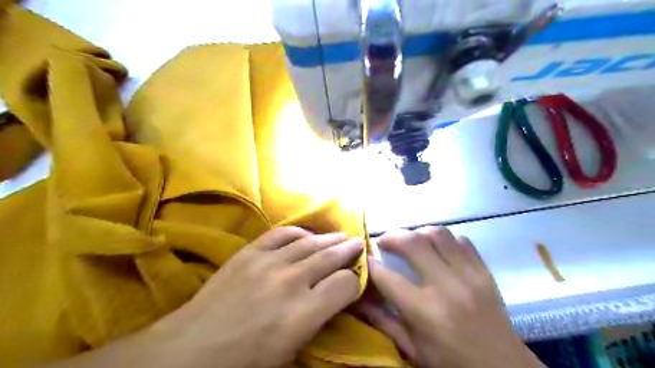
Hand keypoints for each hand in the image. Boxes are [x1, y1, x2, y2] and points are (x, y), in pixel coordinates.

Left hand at [47, 226, 363, 367]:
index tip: (355, 281)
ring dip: (328, 239)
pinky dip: (298, 232)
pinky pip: (281, 234)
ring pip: (309, 243)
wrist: (190, 351)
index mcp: (303, 314)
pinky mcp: (250, 253)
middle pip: (330, 258)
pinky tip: (306, 233)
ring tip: (340, 236)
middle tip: (359, 243)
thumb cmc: (243, 364)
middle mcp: (291, 282)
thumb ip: (316, 324)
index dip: (354, 282)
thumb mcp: (289, 355)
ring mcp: (268, 263)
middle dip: (348, 251)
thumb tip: (331, 302)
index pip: (344, 285)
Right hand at [356, 227, 544, 367]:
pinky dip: (444, 239)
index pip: (387, 277)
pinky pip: (462, 240)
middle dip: (392, 236)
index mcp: (425, 312)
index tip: (364, 258)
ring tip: (410, 242)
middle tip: (384, 241)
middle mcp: (447, 287)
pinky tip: (437, 248)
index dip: (370, 264)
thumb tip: (357, 299)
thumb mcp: (412, 349)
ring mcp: (470, 276)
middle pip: (414, 243)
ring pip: (439, 234)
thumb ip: (382, 321)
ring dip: (418, 233)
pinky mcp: (485, 272)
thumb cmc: (451, 363)